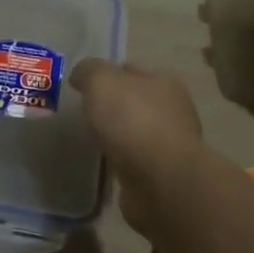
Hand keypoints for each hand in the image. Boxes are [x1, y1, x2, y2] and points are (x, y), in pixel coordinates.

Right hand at [68, 59, 204, 236]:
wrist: (160, 182)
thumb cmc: (133, 121)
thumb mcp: (101, 82)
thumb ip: (89, 71)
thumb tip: (81, 75)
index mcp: (164, 82)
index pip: (131, 70)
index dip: (107, 74)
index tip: (83, 86)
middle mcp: (172, 110)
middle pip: (135, 101)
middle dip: (113, 106)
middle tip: (84, 114)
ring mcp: (170, 145)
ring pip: (136, 132)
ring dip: (118, 136)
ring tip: (90, 140)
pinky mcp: (163, 175)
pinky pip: (136, 160)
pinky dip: (122, 160)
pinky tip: (105, 164)